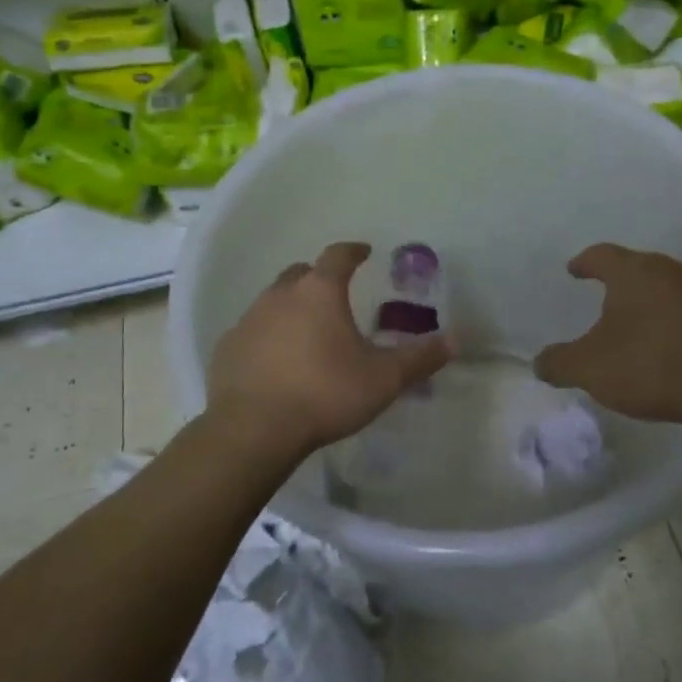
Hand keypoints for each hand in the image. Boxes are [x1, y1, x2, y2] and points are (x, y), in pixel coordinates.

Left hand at [206, 241, 452, 457]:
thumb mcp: (383, 379)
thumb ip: (419, 358)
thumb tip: (454, 341)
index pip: (338, 256)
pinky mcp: (227, 348)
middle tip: (335, 295)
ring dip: (291, 307)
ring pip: (273, 300)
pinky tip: (276, 361)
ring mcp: (249, 320)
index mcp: (319, 292)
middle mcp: (280, 296)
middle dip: (318, 277)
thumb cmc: (325, 394)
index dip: (353, 251)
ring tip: (307, 332)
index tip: (364, 252)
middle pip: (301, 273)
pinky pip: (252, 331)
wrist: (253, 430)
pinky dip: (267, 336)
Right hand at [534, 243, 681, 428]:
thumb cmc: (649, 365)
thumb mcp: (589, 369)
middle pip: (639, 267)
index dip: (585, 262)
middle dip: (621, 281)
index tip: (574, 270)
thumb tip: (539, 363)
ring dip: (653, 301)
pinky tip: (674, 344)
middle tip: (606, 296)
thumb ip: (559, 363)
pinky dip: (678, 321)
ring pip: (669, 287)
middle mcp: (670, 271)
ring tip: (640, 322)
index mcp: (634, 273)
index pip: (602, 255)